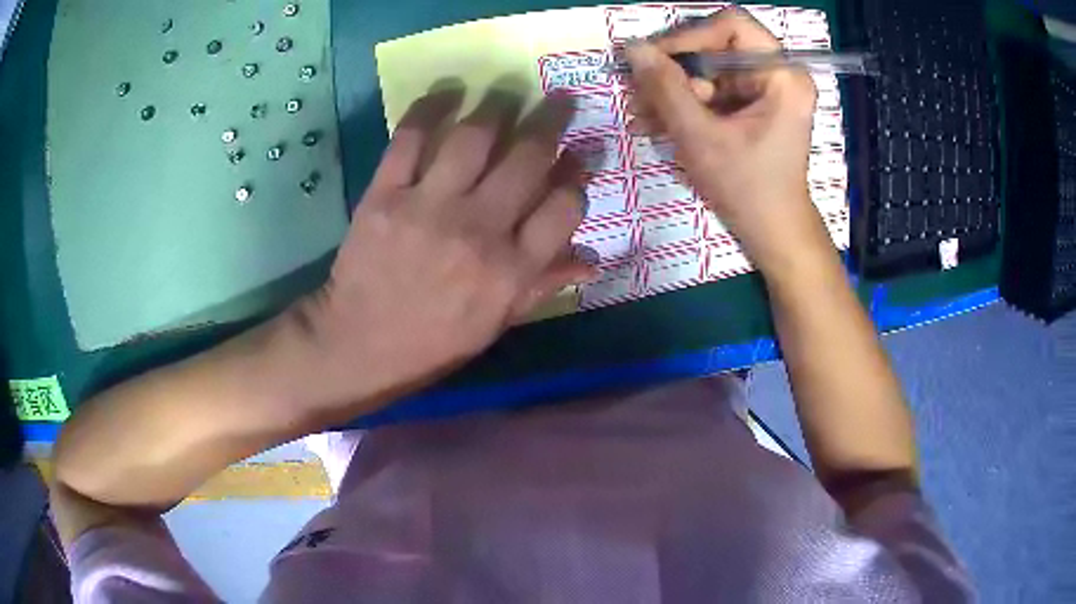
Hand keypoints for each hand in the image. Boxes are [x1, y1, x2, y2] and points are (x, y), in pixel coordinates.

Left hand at [296, 90, 592, 403]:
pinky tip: (448, 92)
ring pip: (473, 137)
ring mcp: (428, 208)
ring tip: (507, 92)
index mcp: (511, 270)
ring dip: (497, 106)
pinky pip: (409, 138)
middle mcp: (478, 231)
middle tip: (559, 100)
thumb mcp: (496, 325)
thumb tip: (592, 260)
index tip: (578, 156)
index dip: (578, 175)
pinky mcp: (384, 195)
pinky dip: (429, 108)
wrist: (358, 344)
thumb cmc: (432, 342)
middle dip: (551, 121)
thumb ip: (543, 286)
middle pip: (527, 159)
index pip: (564, 207)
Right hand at [625, 7, 825, 271]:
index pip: (731, 25)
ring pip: (706, 70)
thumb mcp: (701, 137)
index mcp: (782, 75)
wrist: (772, 233)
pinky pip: (711, 91)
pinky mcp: (752, 106)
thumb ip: (665, 88)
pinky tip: (655, 125)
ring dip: (670, 91)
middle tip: (636, 93)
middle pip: (715, 47)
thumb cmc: (747, 188)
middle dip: (673, 70)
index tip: (653, 61)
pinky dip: (684, 106)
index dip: (688, 36)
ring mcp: (764, 90)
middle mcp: (777, 74)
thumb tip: (631, 48)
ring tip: (639, 117)